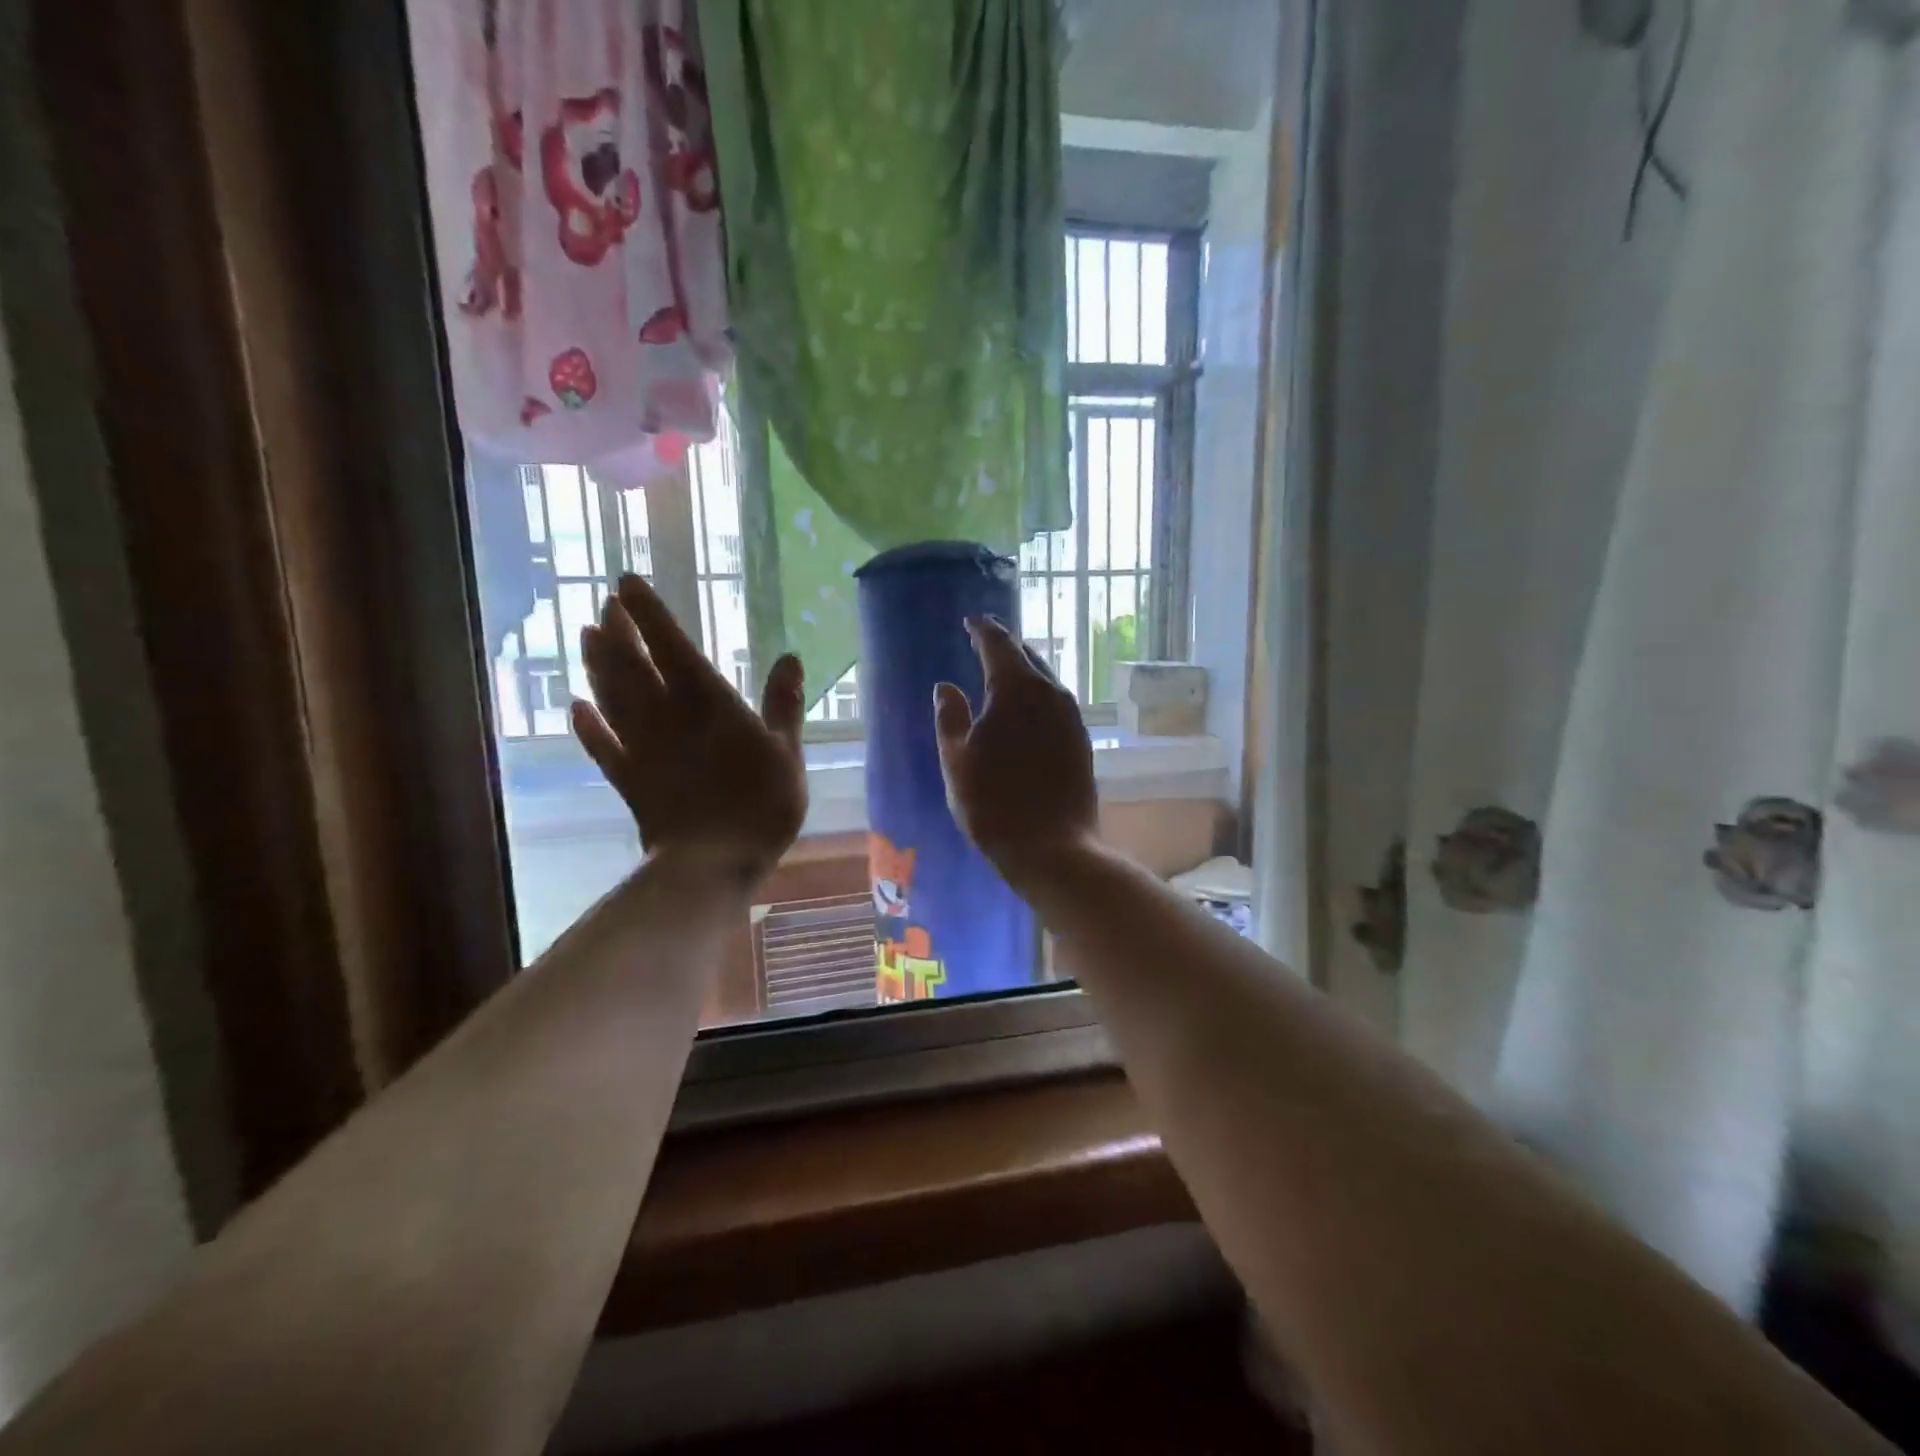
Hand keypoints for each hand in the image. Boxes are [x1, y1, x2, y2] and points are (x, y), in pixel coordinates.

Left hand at [573, 575, 805, 885]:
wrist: (713, 863)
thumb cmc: (761, 805)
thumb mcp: (787, 752)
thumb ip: (784, 704)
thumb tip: (791, 657)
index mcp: (709, 704)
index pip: (673, 647)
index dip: (649, 614)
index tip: (625, 583)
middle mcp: (668, 717)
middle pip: (633, 665)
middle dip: (617, 631)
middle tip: (603, 604)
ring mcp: (642, 748)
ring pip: (611, 697)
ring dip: (597, 665)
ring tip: (586, 636)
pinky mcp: (628, 780)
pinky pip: (600, 746)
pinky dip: (586, 725)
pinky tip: (576, 707)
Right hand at [934, 616, 1097, 881]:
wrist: (1054, 848)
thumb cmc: (993, 805)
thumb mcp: (956, 762)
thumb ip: (949, 717)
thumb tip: (946, 686)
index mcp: (1016, 689)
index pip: (998, 643)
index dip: (982, 629)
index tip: (971, 621)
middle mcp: (1050, 693)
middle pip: (1026, 657)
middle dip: (1004, 648)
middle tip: (984, 644)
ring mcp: (1071, 716)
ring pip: (1044, 680)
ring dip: (1023, 672)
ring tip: (1003, 676)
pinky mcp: (1081, 739)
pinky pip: (1054, 703)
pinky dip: (1036, 697)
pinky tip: (1025, 712)